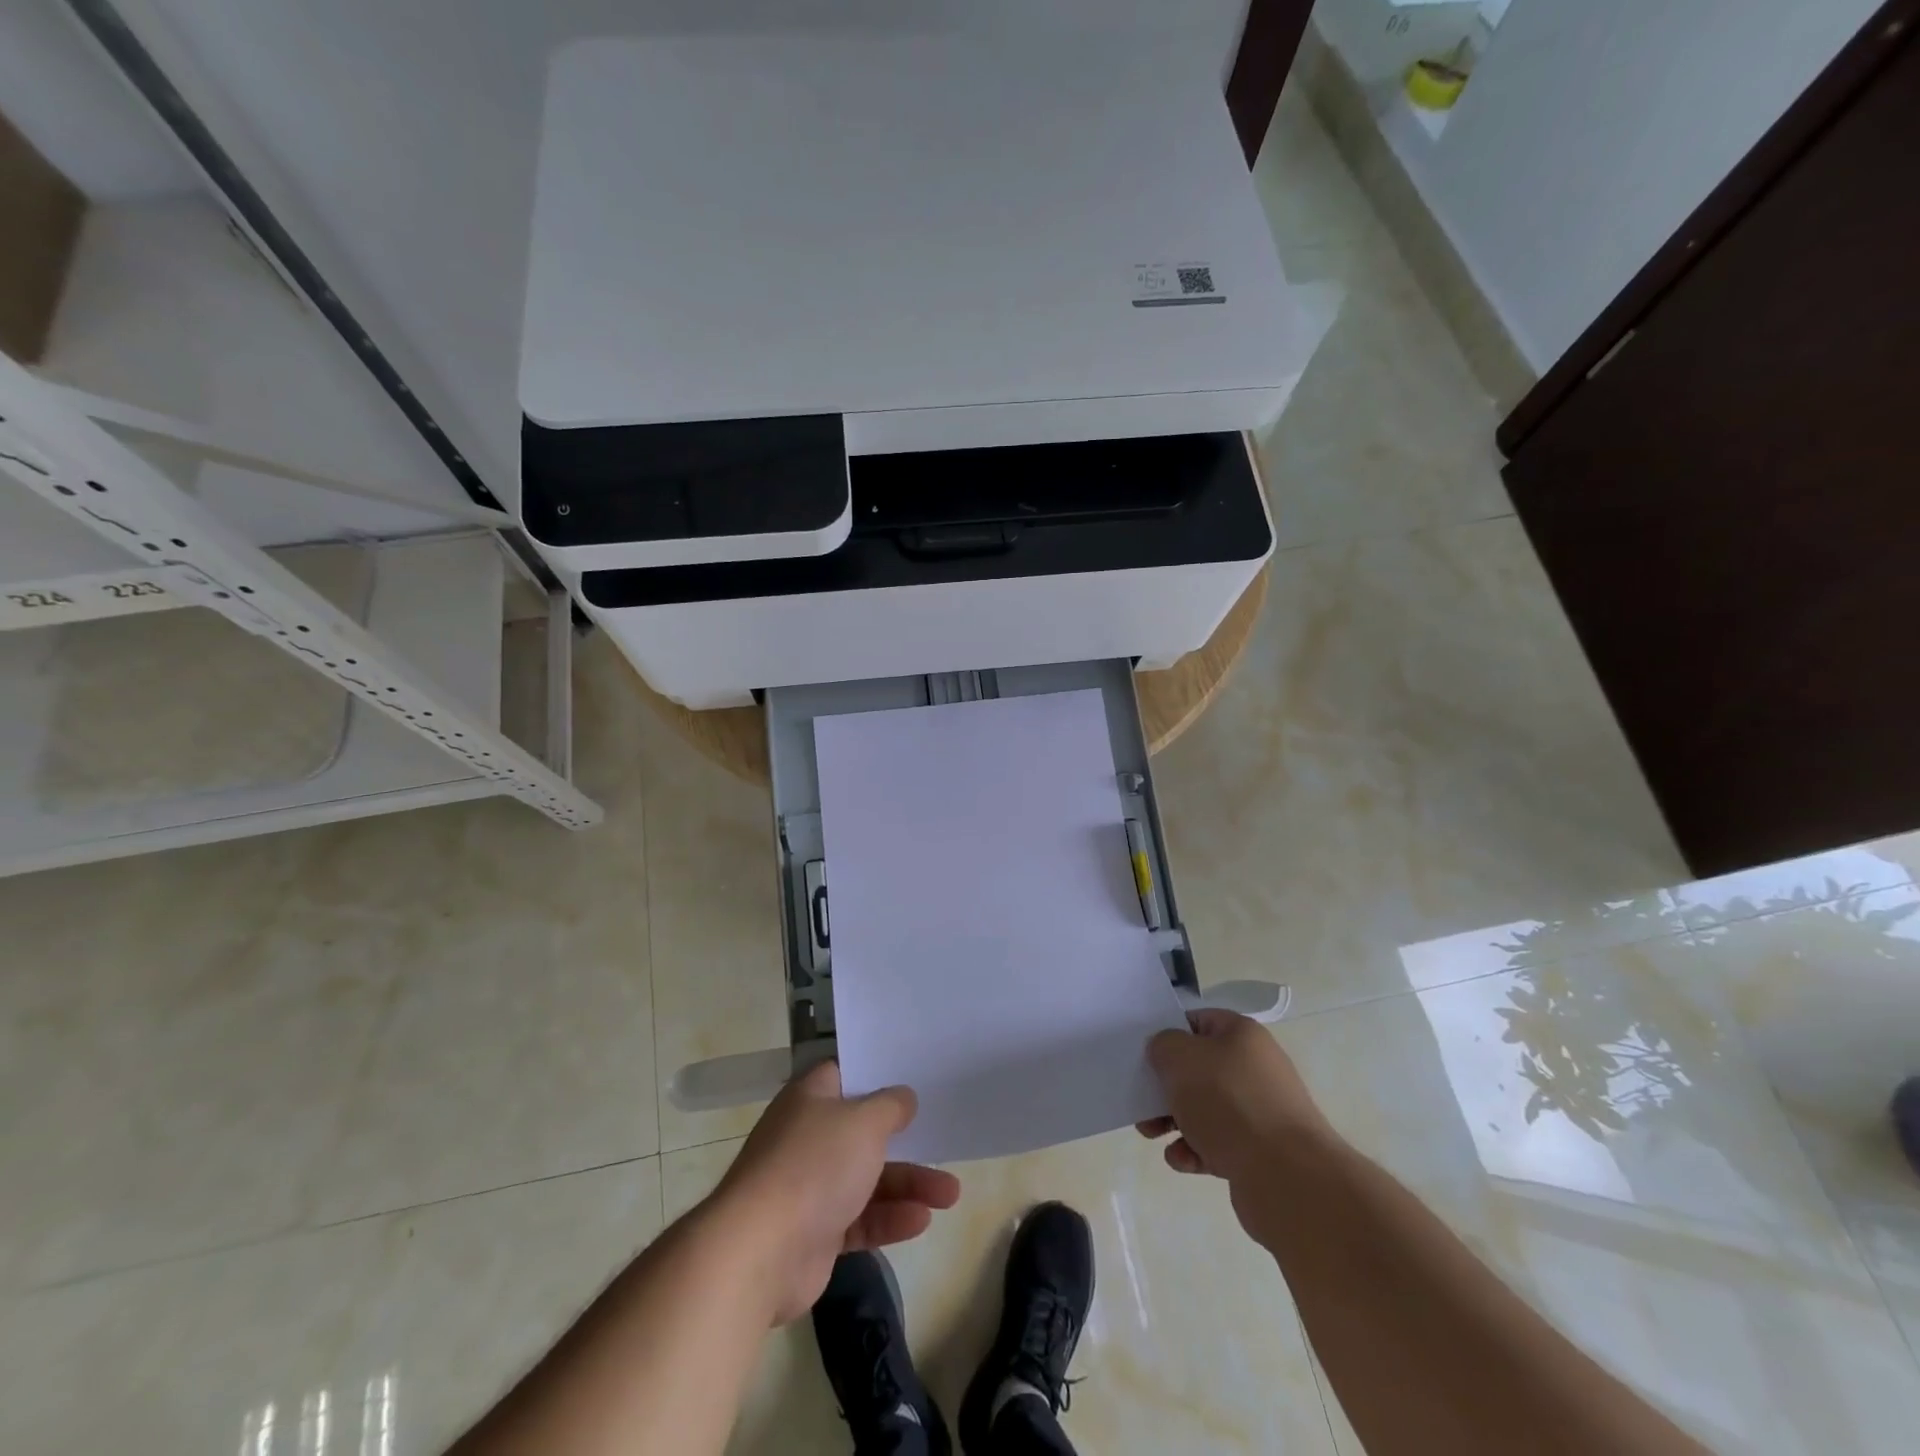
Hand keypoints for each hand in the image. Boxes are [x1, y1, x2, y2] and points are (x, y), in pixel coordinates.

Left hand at [711, 1060, 960, 1324]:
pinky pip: (861, 1220)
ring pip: (868, 1178)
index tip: (912, 1077)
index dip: (876, 1075)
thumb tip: (903, 1097)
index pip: (845, 1076)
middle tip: (941, 1136)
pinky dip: (890, 1219)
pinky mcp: (816, 1233)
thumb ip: (890, 1106)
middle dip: (904, 1138)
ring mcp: (810, 1187)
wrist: (761, 1252)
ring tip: (951, 1194)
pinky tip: (923, 1220)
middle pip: (862, 1131)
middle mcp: (808, 1137)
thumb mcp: (864, 1122)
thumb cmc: (814, 1166)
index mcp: (810, 1099)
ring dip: (908, 1184)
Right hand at [1136, 1009, 1331, 1192]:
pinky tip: (1182, 1160)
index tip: (1145, 1054)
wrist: (1287, 1176)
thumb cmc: (1229, 1102)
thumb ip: (1163, 1045)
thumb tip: (1165, 1052)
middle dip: (1166, 1086)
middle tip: (1140, 1100)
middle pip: (1198, 1069)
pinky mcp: (1259, 1153)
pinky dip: (1194, 1150)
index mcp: (1242, 1035)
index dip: (1169, 1034)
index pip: (1197, 1021)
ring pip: (1204, 1109)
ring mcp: (1259, 1112)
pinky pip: (1217, 1144)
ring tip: (1151, 1134)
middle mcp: (1255, 1068)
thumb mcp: (1181, 1058)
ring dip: (1173, 1120)